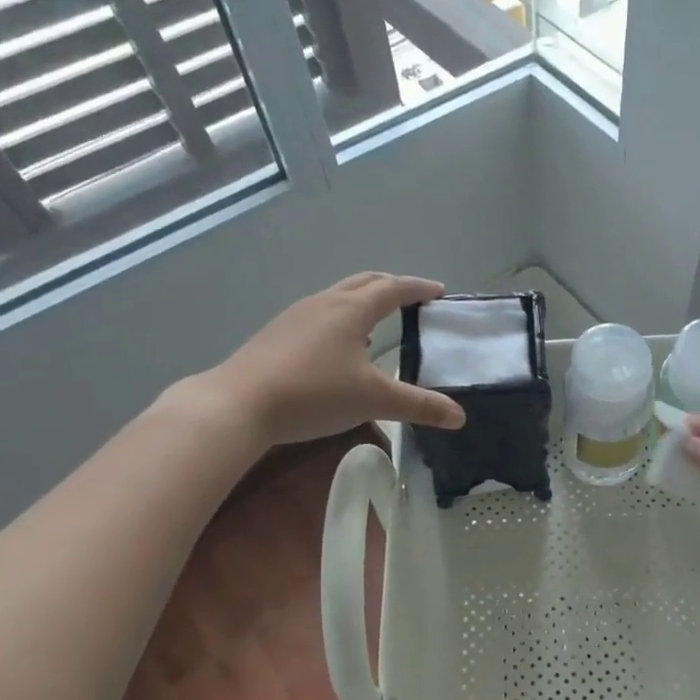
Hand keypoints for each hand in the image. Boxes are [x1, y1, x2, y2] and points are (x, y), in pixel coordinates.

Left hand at [193, 273, 466, 447]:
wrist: (239, 403)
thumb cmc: (315, 393)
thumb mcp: (374, 400)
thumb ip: (419, 406)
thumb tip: (460, 416)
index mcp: (353, 309)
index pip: (394, 288)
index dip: (419, 288)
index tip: (439, 292)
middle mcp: (325, 302)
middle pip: (365, 282)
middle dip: (392, 287)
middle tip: (413, 300)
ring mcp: (297, 315)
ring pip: (339, 296)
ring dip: (364, 302)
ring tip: (379, 324)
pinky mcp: (277, 333)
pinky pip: (320, 314)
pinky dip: (341, 319)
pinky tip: (339, 349)